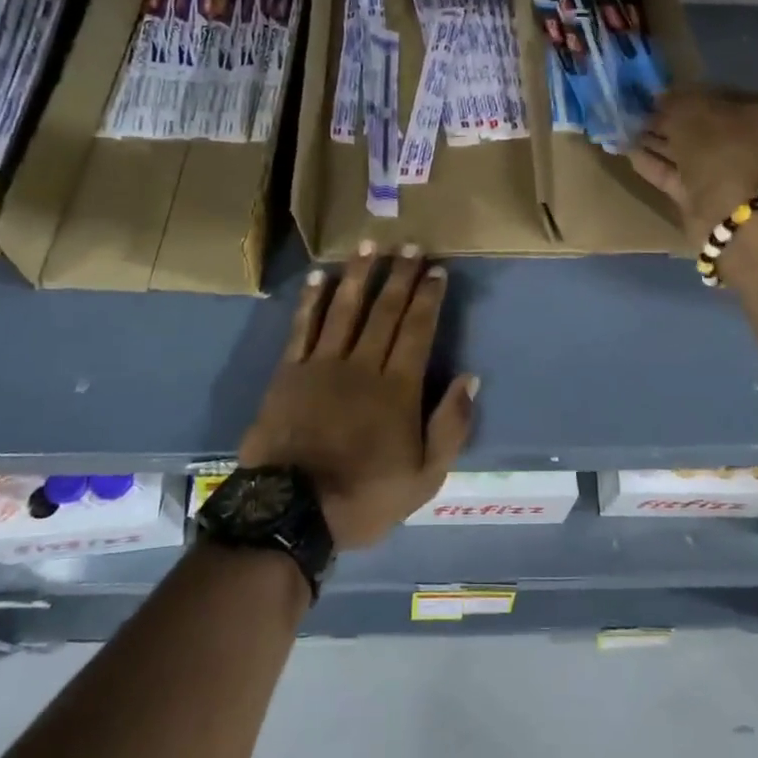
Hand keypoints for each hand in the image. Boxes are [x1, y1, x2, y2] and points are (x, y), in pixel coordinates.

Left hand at [239, 245, 476, 548]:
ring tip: (370, 245)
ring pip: (344, 309)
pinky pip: (302, 328)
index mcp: (398, 389)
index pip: (417, 330)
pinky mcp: (288, 373)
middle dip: (400, 275)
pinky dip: (311, 300)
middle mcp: (362, 365)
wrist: (290, 512)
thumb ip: (450, 426)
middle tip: (410, 245)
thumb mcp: (425, 478)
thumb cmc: (364, 497)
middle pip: (384, 311)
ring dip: (359, 274)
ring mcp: (321, 365)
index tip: (436, 269)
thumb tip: (470, 378)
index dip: (428, 297)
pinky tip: (320, 276)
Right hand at [630, 85, 757, 246]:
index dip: (683, 93)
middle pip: (700, 125)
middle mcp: (750, 141)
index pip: (716, 95)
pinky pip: (677, 175)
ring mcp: (728, 172)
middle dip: (666, 120)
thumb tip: (660, 97)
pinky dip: (655, 164)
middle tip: (634, 113)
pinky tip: (628, 152)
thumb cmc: (724, 153)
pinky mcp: (707, 198)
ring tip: (624, 130)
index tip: (652, 95)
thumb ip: (674, 101)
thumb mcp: (695, 115)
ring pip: (686, 151)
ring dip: (656, 141)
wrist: (738, 219)